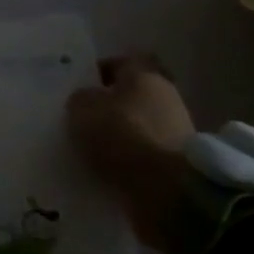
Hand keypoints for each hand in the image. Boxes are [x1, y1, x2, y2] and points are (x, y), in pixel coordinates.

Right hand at [65, 56, 209, 253]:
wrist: (168, 191)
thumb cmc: (123, 136)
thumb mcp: (84, 109)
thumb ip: (80, 99)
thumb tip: (84, 100)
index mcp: (144, 74)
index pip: (119, 62)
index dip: (97, 73)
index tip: (77, 90)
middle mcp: (164, 96)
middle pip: (129, 96)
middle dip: (106, 108)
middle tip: (80, 122)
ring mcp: (175, 131)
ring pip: (136, 127)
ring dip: (117, 138)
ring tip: (88, 152)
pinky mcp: (176, 164)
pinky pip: (143, 156)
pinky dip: (127, 163)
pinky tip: (105, 172)